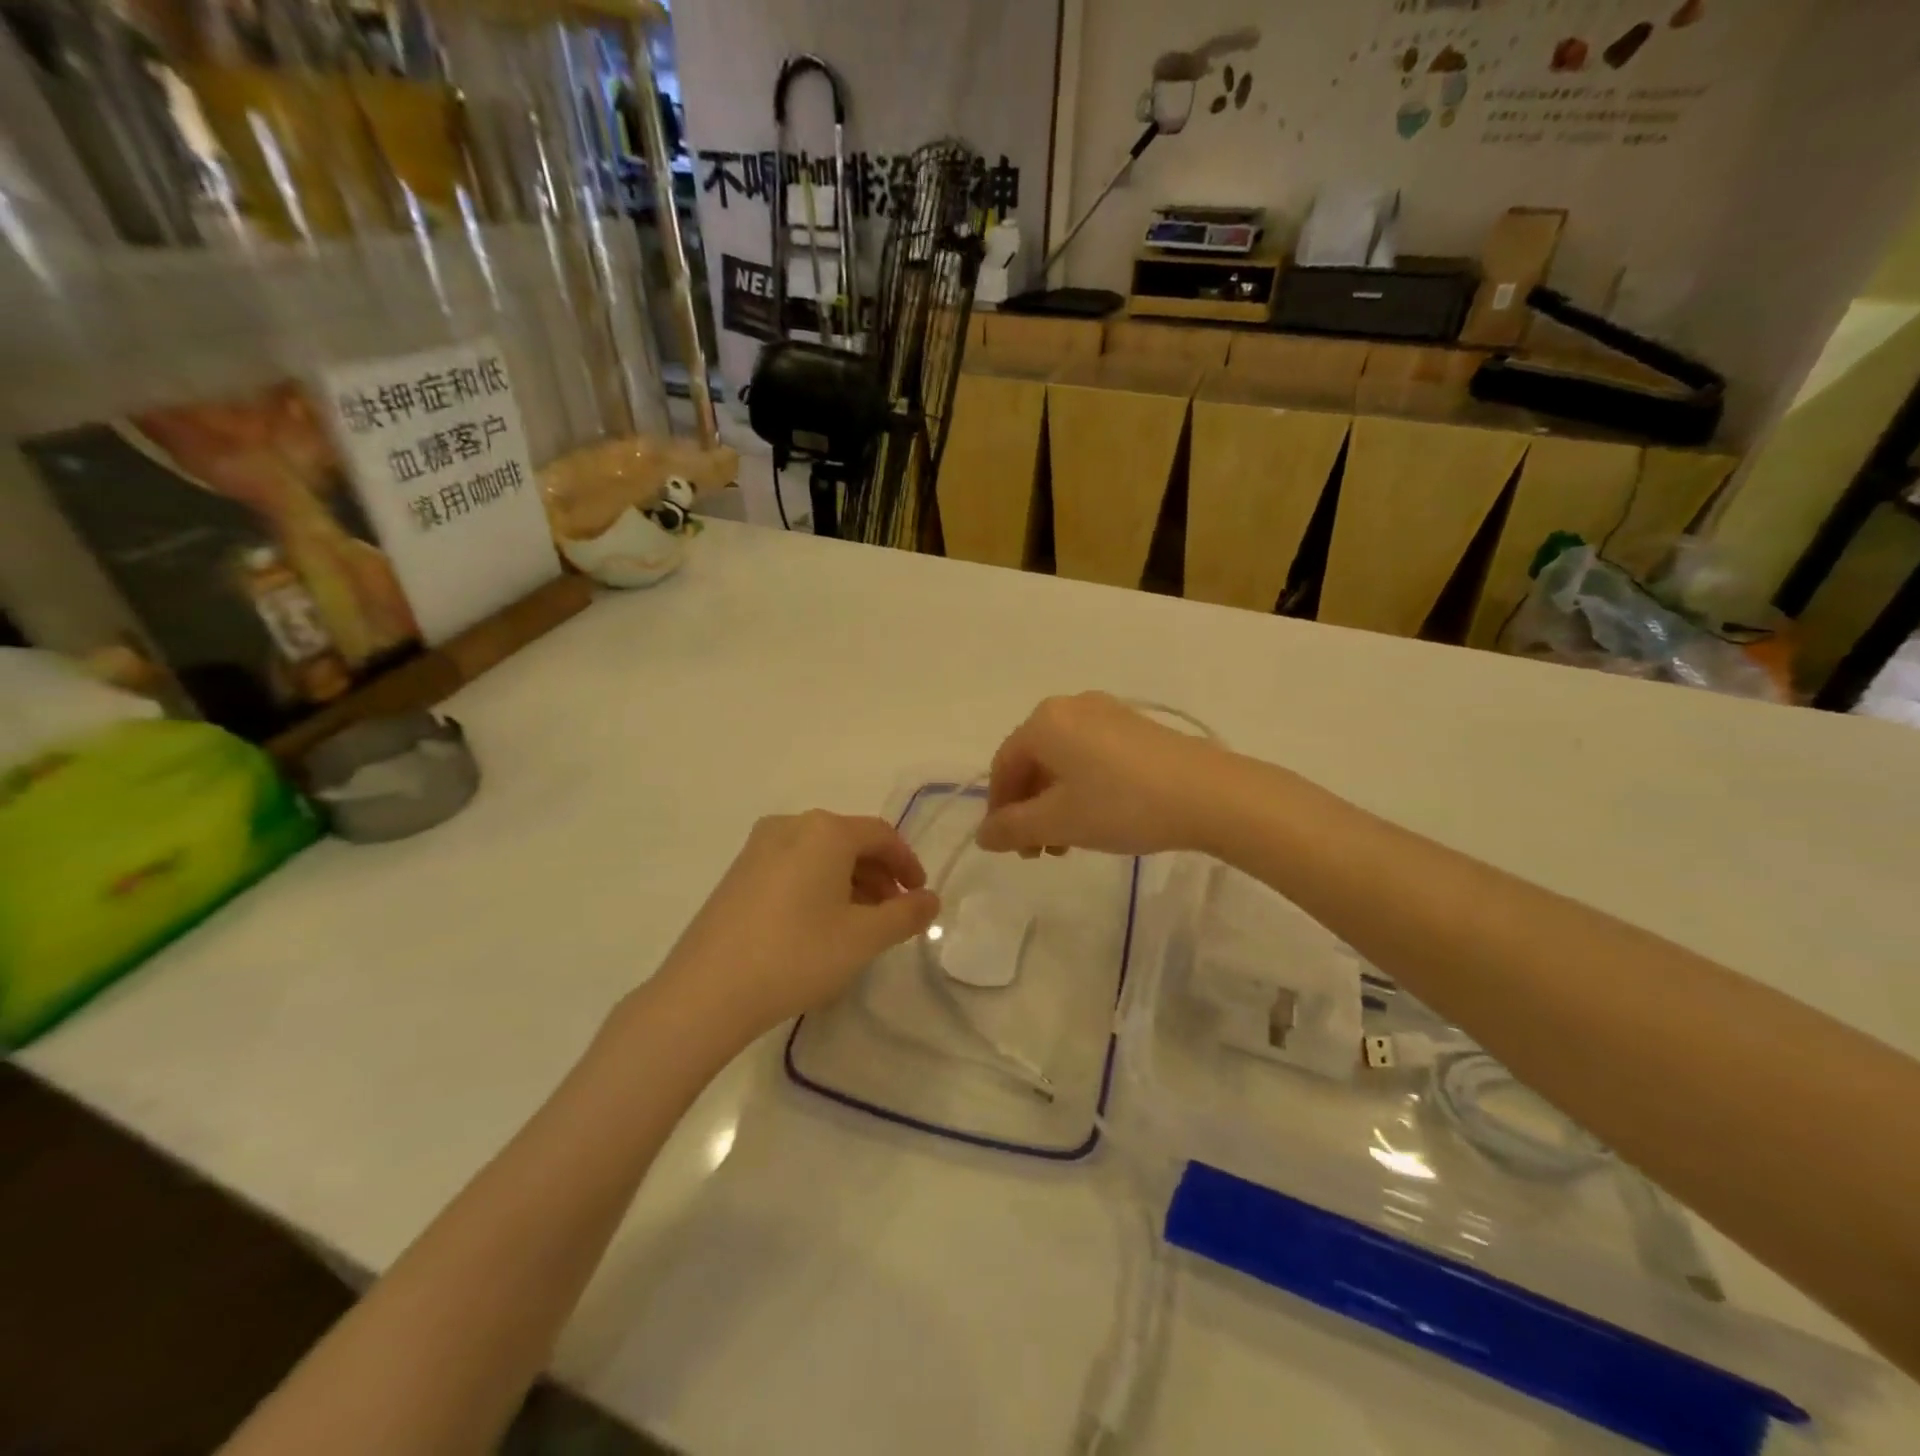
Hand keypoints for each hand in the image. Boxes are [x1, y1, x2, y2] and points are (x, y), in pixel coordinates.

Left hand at [653, 811, 940, 1043]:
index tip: (920, 896)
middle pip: (849, 842)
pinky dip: (818, 887)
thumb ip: (906, 914)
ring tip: (861, 923)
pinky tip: (820, 925)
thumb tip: (930, 900)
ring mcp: (758, 848)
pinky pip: (793, 867)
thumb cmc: (797, 955)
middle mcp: (790, 826)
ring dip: (849, 882)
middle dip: (878, 875)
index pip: (881, 835)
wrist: (706, 992)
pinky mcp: (738, 873)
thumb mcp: (863, 938)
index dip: (907, 863)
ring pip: (820, 855)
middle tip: (894, 913)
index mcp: (825, 831)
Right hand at [975, 693, 1225, 856]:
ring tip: (1068, 844)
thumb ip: (1012, 829)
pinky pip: (1091, 756)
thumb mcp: (1059, 822)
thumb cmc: (1122, 804)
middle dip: (1029, 809)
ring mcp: (1107, 713)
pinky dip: (1082, 788)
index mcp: (1045, 721)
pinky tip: (1097, 819)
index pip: (1004, 765)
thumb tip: (982, 836)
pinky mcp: (1136, 728)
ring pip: (1063, 762)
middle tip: (1039, 851)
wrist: (1210, 795)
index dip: (998, 809)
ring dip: (1055, 803)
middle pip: (1033, 761)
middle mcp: (1071, 707)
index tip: (1007, 848)